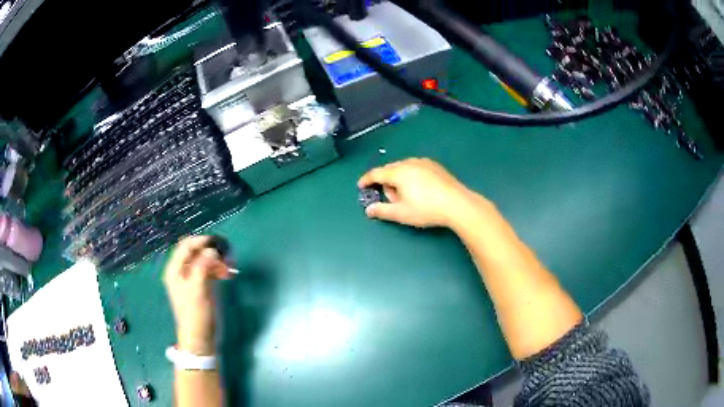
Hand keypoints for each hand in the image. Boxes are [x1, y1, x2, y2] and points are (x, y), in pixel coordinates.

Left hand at [162, 236, 230, 354]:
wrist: (200, 338)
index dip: (201, 241)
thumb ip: (202, 267)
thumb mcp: (198, 289)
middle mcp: (181, 272)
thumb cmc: (196, 314)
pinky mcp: (200, 286)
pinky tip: (228, 274)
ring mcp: (191, 279)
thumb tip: (212, 250)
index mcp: (175, 270)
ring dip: (217, 261)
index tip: (218, 242)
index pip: (186, 246)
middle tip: (228, 257)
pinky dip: (218, 270)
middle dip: (212, 252)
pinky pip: (209, 271)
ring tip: (230, 267)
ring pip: (204, 261)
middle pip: (196, 252)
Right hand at [358, 158, 485, 227]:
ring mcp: (424, 162)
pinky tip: (418, 189)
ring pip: (403, 168)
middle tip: (388, 198)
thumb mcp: (401, 213)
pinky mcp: (435, 166)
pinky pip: (415, 167)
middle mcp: (409, 163)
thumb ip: (382, 210)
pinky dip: (410, 176)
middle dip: (385, 181)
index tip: (361, 186)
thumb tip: (368, 210)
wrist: (457, 204)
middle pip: (390, 169)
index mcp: (398, 172)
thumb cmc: (426, 209)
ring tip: (404, 195)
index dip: (366, 179)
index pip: (376, 173)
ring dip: (398, 179)